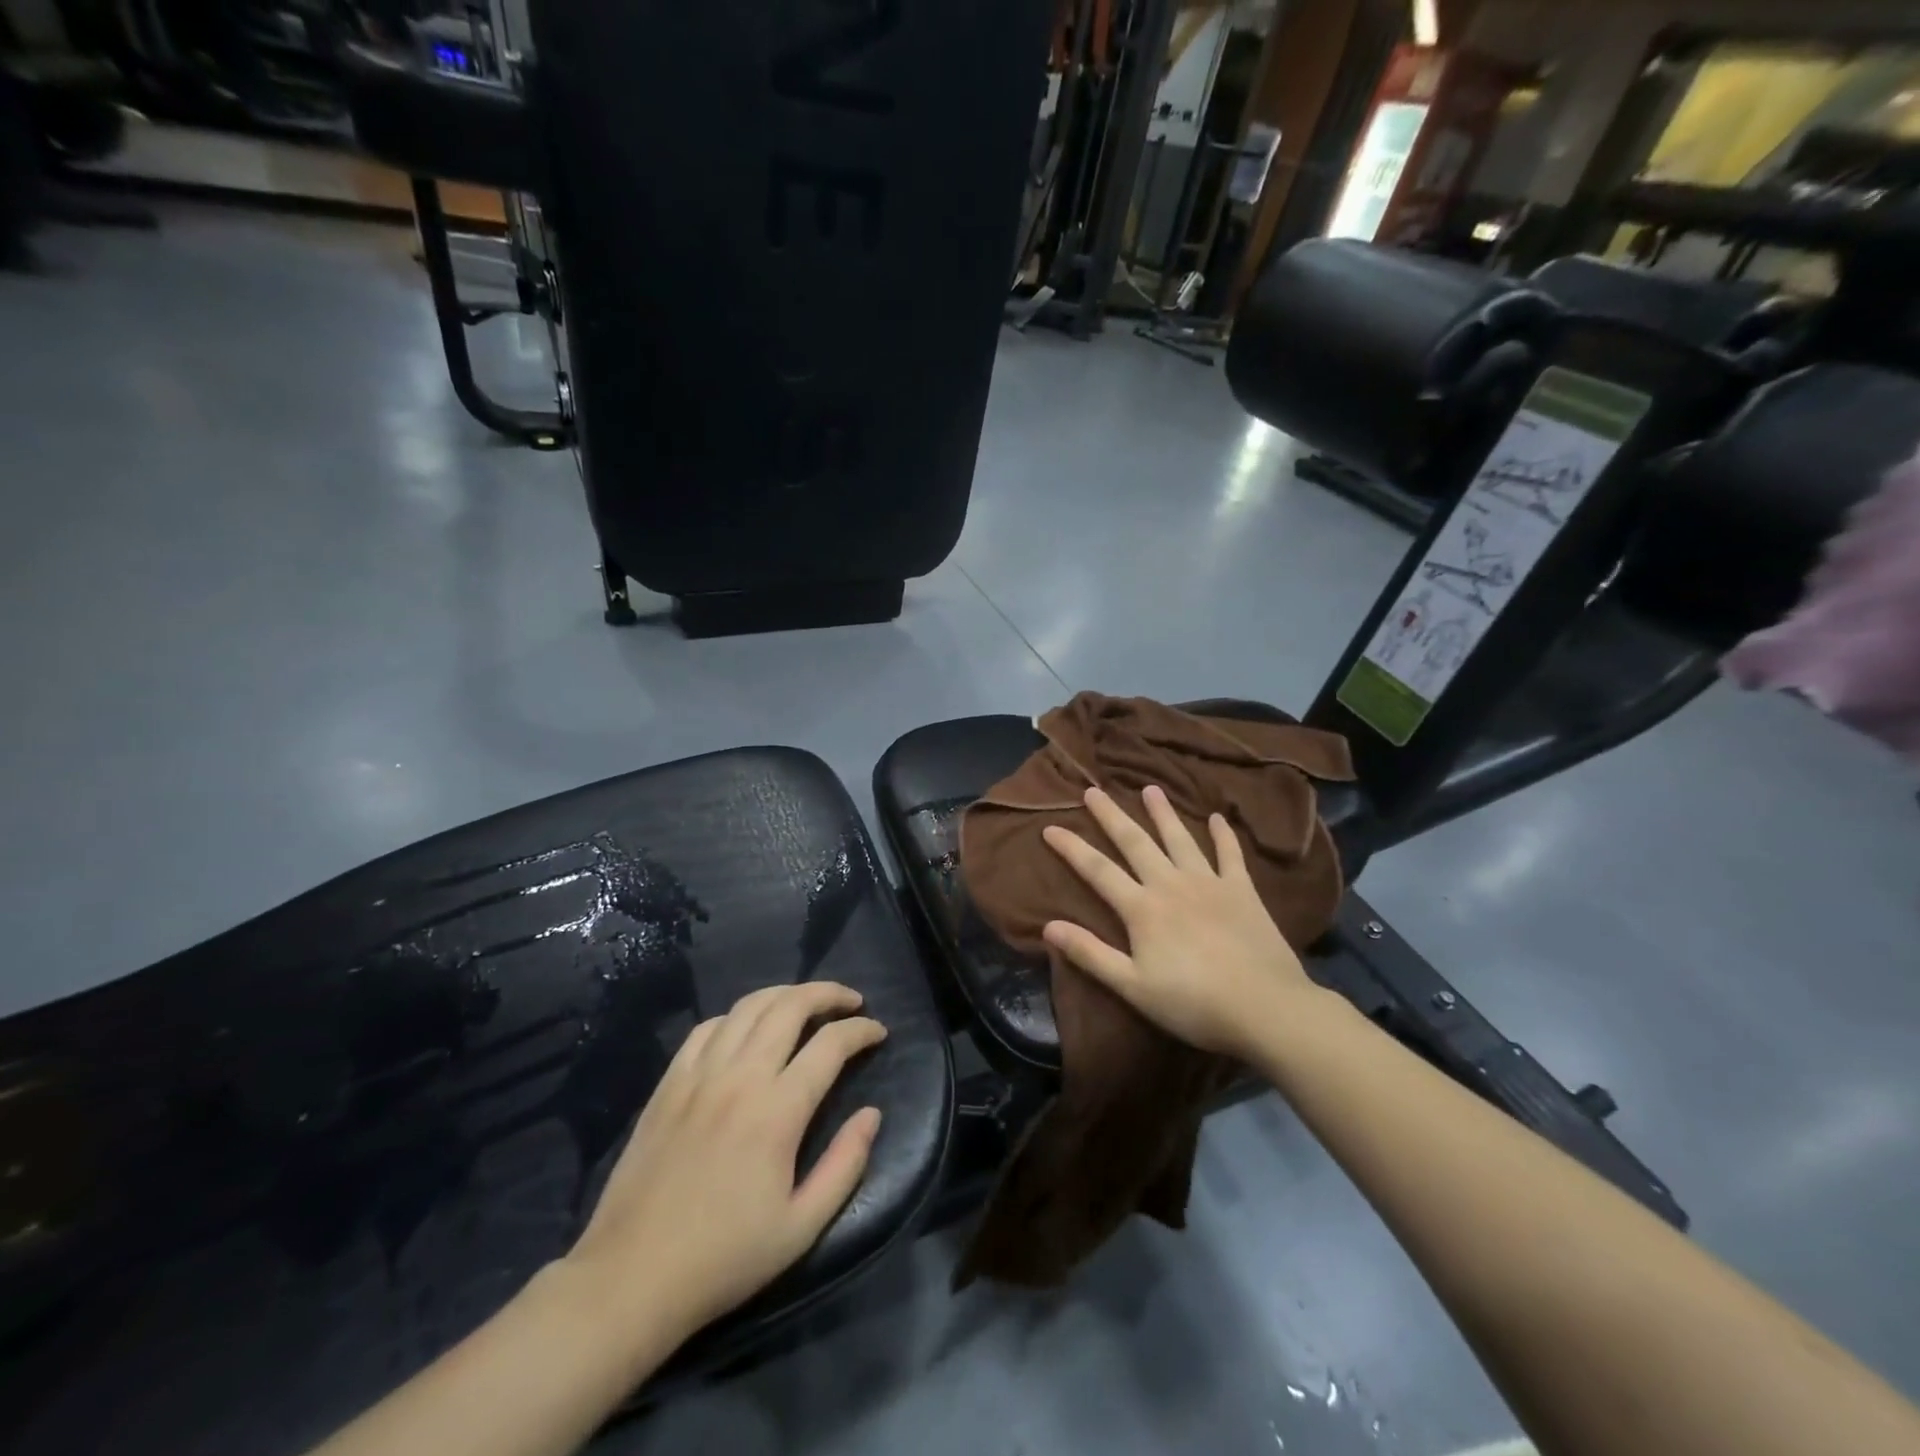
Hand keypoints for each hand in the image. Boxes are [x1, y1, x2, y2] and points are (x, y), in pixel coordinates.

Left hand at [563, 982, 885, 1352]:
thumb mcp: (801, 1227)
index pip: (831, 1044)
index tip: (878, 1032)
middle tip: (851, 1000)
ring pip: (749, 1006)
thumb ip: (845, 1165)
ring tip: (806, 1002)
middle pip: (790, 1006)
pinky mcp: (669, 1083)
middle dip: (828, 993)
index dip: (861, 1030)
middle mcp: (740, 1076)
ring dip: (786, 994)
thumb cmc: (724, 1259)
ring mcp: (699, 1074)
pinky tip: (748, 1028)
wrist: (631, 1279)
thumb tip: (872, 1114)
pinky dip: (737, 1015)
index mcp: (778, 1111)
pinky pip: (708, 1027)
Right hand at [1041, 785, 1318, 1061]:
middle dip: (1111, 816)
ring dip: (1162, 813)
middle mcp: (1171, 884)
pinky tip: (1217, 817)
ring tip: (1150, 789)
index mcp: (1142, 908)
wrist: (1265, 1008)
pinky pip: (1230, 854)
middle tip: (1094, 790)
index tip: (1050, 827)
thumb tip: (1048, 926)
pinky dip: (1223, 835)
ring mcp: (1209, 883)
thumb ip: (1090, 954)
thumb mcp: (1132, 986)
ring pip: (1179, 838)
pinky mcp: (1242, 890)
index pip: (1097, 870)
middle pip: (1135, 842)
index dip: (1071, 848)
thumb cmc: (1193, 1002)